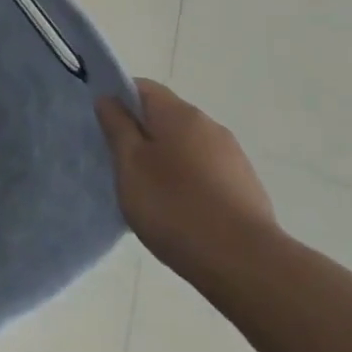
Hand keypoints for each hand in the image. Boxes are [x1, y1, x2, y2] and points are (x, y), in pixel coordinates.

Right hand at [98, 79, 278, 283]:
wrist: (246, 264)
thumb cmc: (175, 207)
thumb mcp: (130, 165)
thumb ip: (117, 127)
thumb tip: (109, 99)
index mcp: (179, 114)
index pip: (142, 87)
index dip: (118, 99)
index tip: (104, 126)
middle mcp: (209, 125)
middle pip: (165, 116)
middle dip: (142, 133)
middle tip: (122, 164)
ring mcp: (233, 156)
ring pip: (186, 145)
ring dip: (166, 159)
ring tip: (151, 193)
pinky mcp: (246, 187)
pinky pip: (206, 171)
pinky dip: (189, 181)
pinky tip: (181, 212)